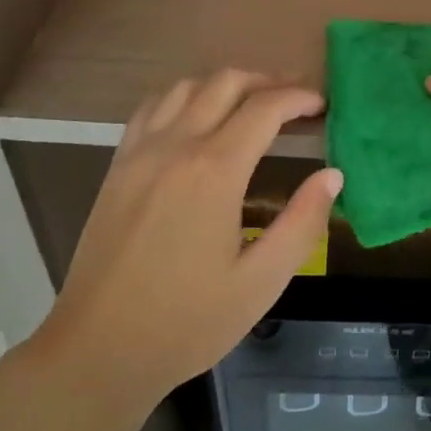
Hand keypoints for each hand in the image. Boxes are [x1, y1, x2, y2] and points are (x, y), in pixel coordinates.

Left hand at [27, 70, 340, 413]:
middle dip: (268, 80)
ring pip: (187, 85)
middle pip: (226, 82)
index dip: (299, 97)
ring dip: (226, 83)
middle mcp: (176, 146)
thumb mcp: (261, 283)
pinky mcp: (118, 165)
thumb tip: (333, 175)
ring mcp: (140, 152)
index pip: (265, 107)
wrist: (98, 350)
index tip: (322, 104)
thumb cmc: (186, 322)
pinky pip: (153, 106)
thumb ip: (302, 223)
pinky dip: (185, 96)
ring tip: (253, 102)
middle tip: (296, 99)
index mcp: (215, 171)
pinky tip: (197, 115)